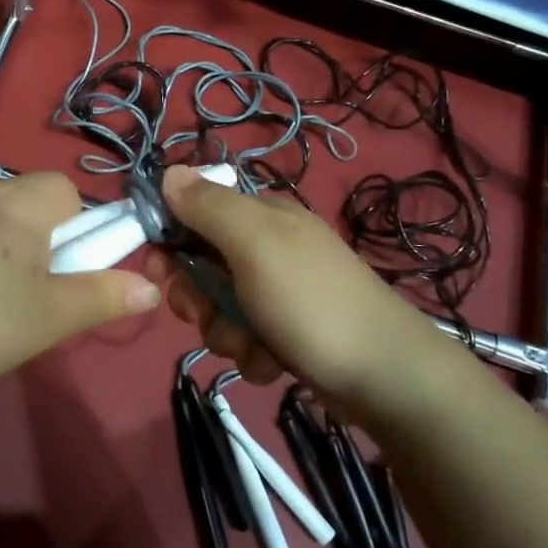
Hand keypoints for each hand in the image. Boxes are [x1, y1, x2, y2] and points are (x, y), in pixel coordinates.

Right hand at [149, 166, 476, 420]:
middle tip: (206, 314)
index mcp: (262, 217)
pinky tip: (274, 362)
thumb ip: (209, 207)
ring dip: (226, 333)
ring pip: (220, 310)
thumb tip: (169, 171)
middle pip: (202, 267)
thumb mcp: (256, 243)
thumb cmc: (312, 301)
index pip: (197, 213)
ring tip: (254, 345)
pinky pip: (245, 340)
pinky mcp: (287, 333)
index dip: (172, 241)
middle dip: (200, 298)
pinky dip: (252, 354)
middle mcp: (269, 249)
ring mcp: (279, 293)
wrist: (384, 376)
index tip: (163, 271)